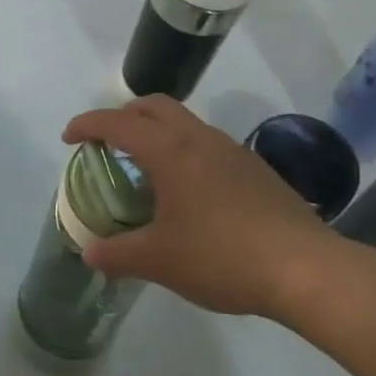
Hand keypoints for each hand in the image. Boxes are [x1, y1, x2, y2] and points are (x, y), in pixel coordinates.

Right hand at [62, 95, 368, 319]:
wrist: (307, 269)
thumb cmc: (222, 257)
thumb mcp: (158, 261)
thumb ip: (117, 254)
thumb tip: (90, 253)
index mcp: (170, 151)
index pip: (117, 122)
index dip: (87, 124)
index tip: (69, 138)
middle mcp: (199, 139)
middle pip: (153, 106)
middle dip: (123, 116)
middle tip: (106, 143)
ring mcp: (232, 150)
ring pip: (184, 122)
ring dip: (157, 132)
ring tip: (146, 170)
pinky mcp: (255, 169)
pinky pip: (207, 144)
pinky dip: (184, 151)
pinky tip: (189, 192)